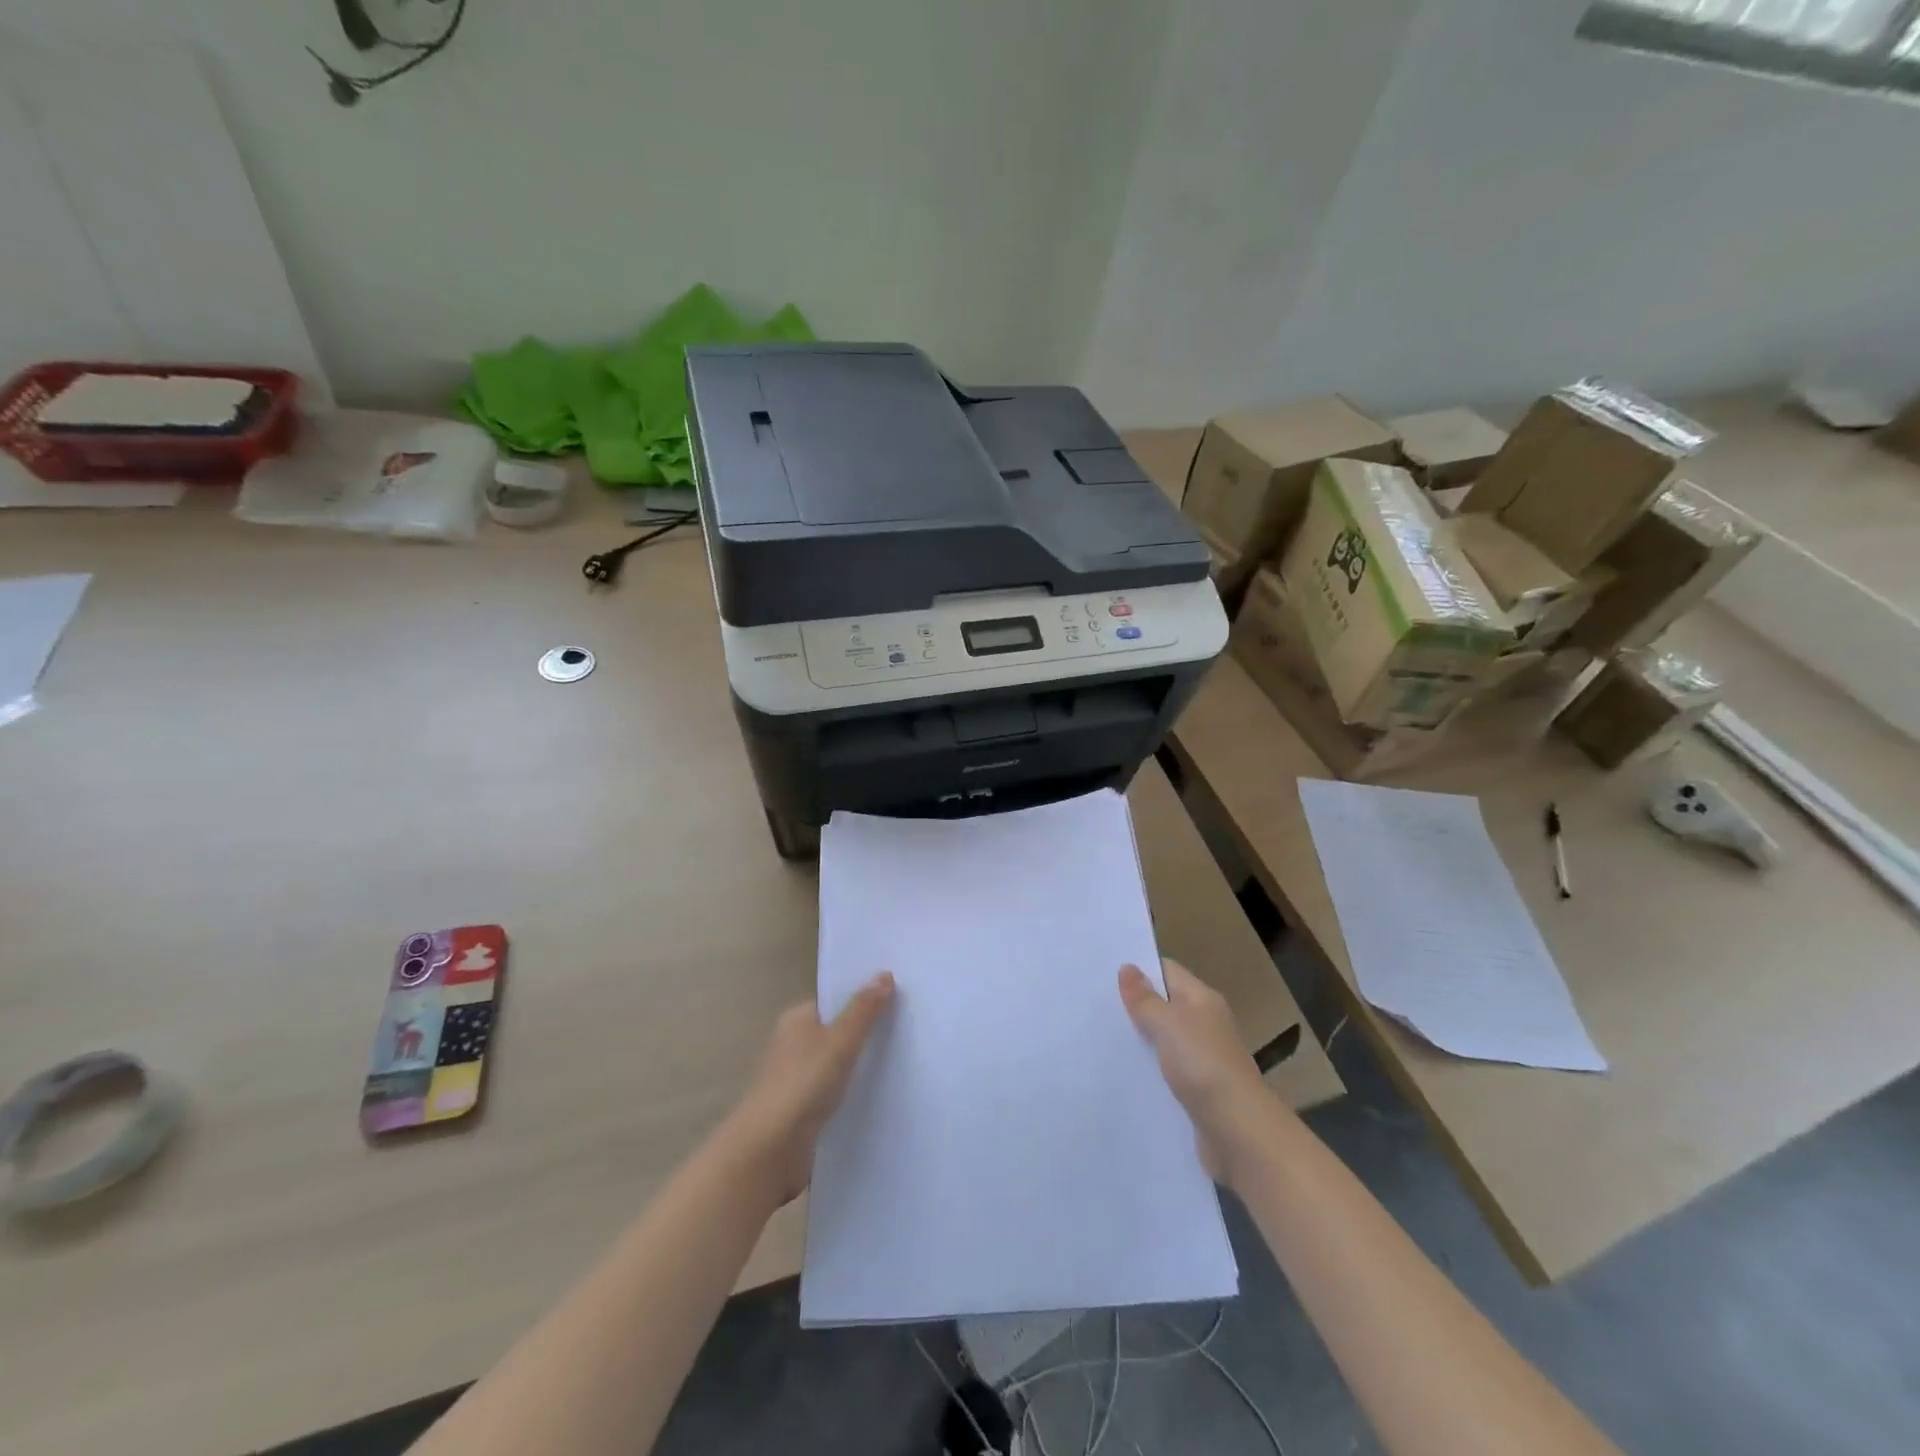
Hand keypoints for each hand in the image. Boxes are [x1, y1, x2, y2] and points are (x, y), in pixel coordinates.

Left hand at [721, 973, 895, 1206]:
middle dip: (868, 1033)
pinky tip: (884, 1095)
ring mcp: (798, 1079)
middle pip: (838, 1031)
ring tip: (906, 1060)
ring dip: (863, 1066)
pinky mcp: (804, 1111)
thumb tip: (884, 974)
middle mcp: (795, 1045)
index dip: (864, 998)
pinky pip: (837, 1093)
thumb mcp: (839, 1041)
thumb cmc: (802, 1084)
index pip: (835, 1001)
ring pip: (839, 1064)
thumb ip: (863, 1010)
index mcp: (797, 1020)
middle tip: (910, 1028)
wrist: (768, 1151)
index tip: (900, 999)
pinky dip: (855, 1092)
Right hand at [1119, 960, 1268, 1181]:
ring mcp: (1203, 1058)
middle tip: (1095, 1005)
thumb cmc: (1203, 1065)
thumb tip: (1127, 967)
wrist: (1239, 1132)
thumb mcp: (1168, 1024)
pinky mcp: (1198, 1089)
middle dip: (1135, 1005)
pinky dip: (1149, 1069)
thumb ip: (1145, 999)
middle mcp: (1205, 1023)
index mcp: (1202, 999)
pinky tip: (1124, 1073)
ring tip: (1101, 1037)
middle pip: (1165, 1004)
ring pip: (1164, 1039)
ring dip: (1140, 1039)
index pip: (1167, 971)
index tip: (1104, 973)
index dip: (1139, 969)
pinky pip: (1167, 1069)